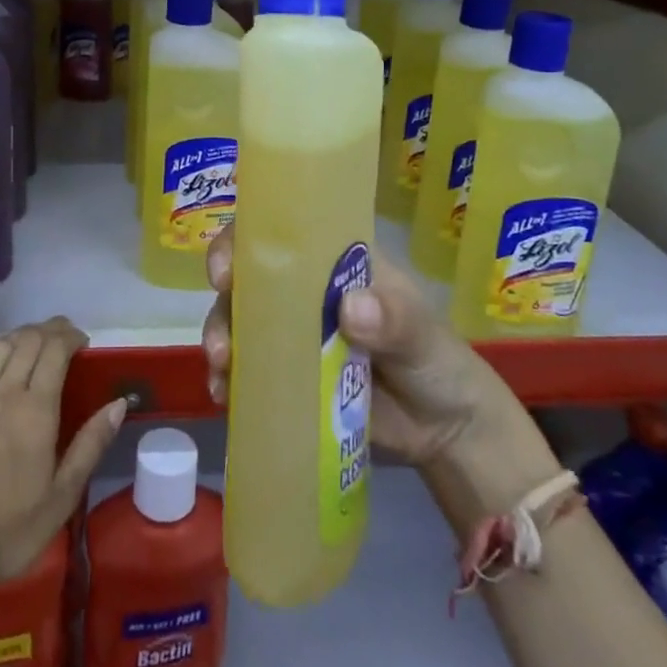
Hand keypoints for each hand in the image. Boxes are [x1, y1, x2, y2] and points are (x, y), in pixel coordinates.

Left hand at [0, 315, 125, 590]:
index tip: (82, 342)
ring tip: (33, 338)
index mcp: (36, 411)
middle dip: (49, 330)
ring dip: (20, 333)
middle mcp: (4, 392)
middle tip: (63, 337)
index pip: (56, 352)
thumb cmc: (8, 532)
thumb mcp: (62, 497)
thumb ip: (90, 445)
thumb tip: (118, 403)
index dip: (70, 337)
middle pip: (28, 341)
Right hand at [201, 226, 532, 469]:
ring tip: (223, 371)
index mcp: (333, 262)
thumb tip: (350, 309)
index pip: (281, 234)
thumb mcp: (422, 334)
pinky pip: (247, 368)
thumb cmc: (436, 360)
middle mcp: (302, 290)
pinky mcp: (287, 375)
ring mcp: (291, 333)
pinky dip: (230, 378)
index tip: (227, 270)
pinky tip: (225, 397)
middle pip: (248, 278)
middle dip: (225, 301)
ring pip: (240, 321)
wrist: (446, 432)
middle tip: (222, 337)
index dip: (245, 241)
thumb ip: (394, 319)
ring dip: (221, 339)